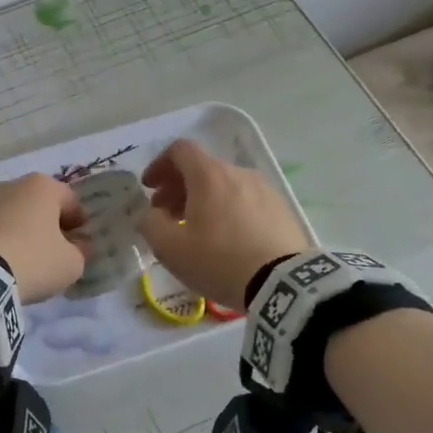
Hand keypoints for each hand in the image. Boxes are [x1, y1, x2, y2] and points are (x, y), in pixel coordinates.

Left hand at [0, 174, 87, 302]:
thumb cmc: (34, 260)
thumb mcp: (72, 263)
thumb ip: (81, 250)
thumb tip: (79, 244)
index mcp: (44, 185)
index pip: (72, 202)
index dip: (80, 225)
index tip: (81, 245)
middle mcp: (14, 183)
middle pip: (42, 205)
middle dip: (51, 225)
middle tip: (56, 251)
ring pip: (18, 214)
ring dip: (27, 230)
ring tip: (30, 257)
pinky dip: (6, 237)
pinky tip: (8, 259)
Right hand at [136, 139, 312, 307]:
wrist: (282, 283)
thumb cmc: (219, 261)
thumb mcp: (170, 248)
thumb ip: (150, 224)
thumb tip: (150, 214)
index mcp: (209, 175)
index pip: (180, 150)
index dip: (159, 165)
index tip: (150, 188)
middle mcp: (239, 173)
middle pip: (202, 169)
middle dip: (178, 188)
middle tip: (166, 215)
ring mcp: (264, 189)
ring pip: (225, 185)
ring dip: (204, 200)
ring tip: (197, 231)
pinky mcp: (282, 209)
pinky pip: (246, 201)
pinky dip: (228, 210)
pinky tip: (227, 240)